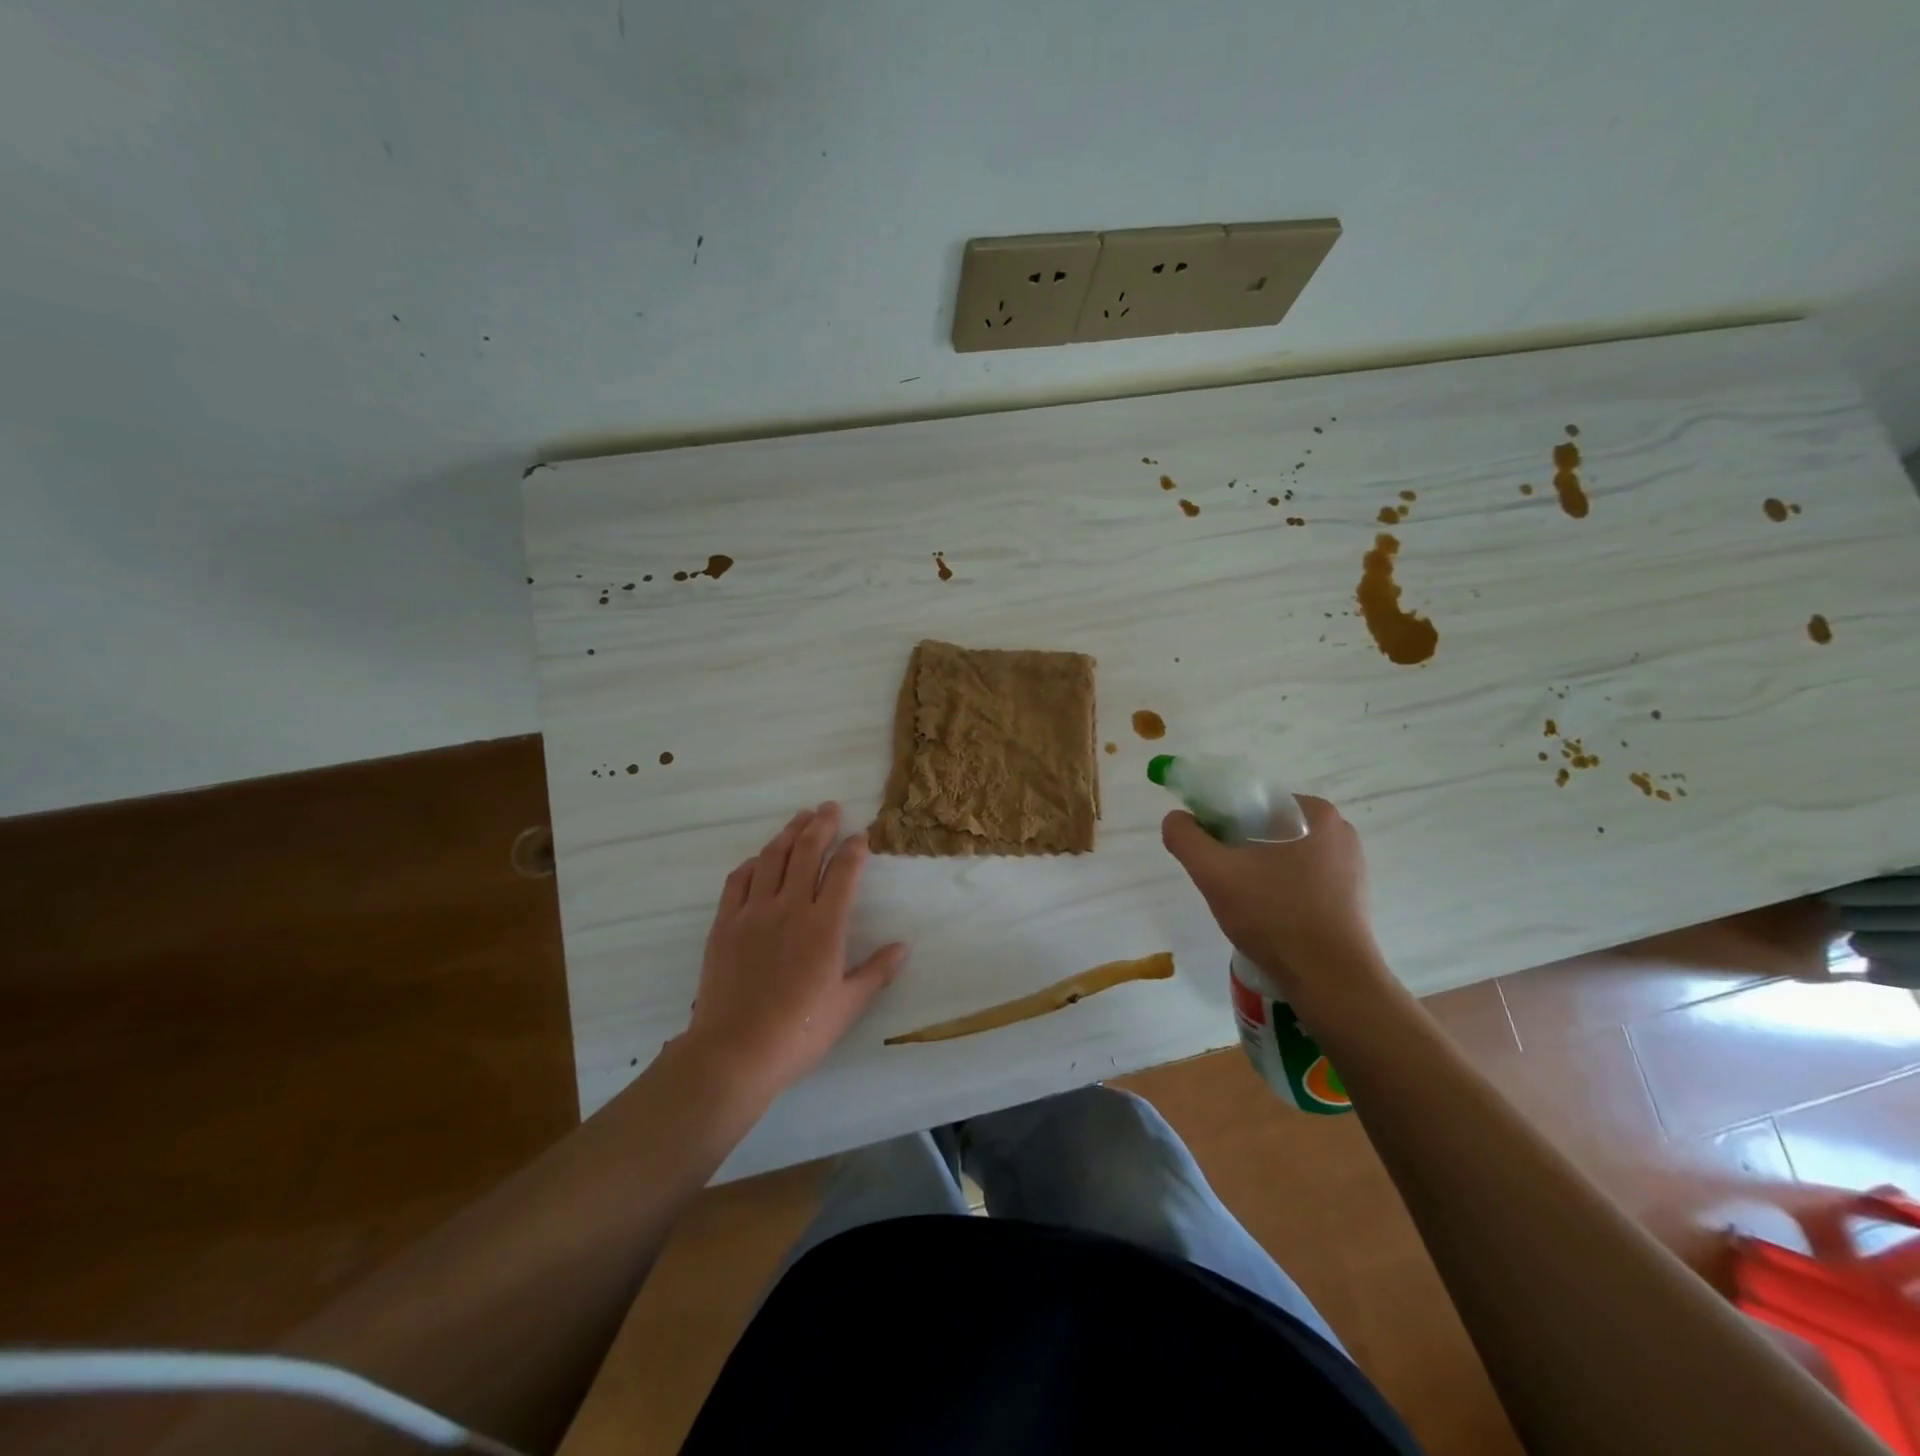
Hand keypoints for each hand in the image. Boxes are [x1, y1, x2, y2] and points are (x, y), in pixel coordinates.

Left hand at [683, 803, 906, 1100]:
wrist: (734, 1052)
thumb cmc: (798, 1032)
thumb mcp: (847, 1006)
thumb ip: (876, 972)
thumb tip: (902, 946)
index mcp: (825, 926)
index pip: (844, 872)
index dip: (855, 849)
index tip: (862, 836)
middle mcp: (790, 908)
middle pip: (807, 852)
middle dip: (822, 825)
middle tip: (830, 808)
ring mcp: (753, 913)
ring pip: (772, 858)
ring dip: (789, 833)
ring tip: (801, 818)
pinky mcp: (725, 924)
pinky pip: (738, 881)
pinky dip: (753, 863)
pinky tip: (760, 859)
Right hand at [1161, 795, 1389, 1008]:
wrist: (1331, 982)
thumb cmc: (1275, 916)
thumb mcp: (1214, 873)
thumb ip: (1185, 837)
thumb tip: (1176, 818)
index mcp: (1314, 812)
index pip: (1253, 801)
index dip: (1221, 820)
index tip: (1208, 851)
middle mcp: (1339, 832)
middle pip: (1268, 828)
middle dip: (1239, 849)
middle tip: (1222, 880)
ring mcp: (1351, 867)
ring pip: (1284, 856)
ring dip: (1258, 871)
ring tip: (1243, 904)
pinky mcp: (1353, 898)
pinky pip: (1303, 881)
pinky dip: (1280, 891)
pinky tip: (1269, 918)